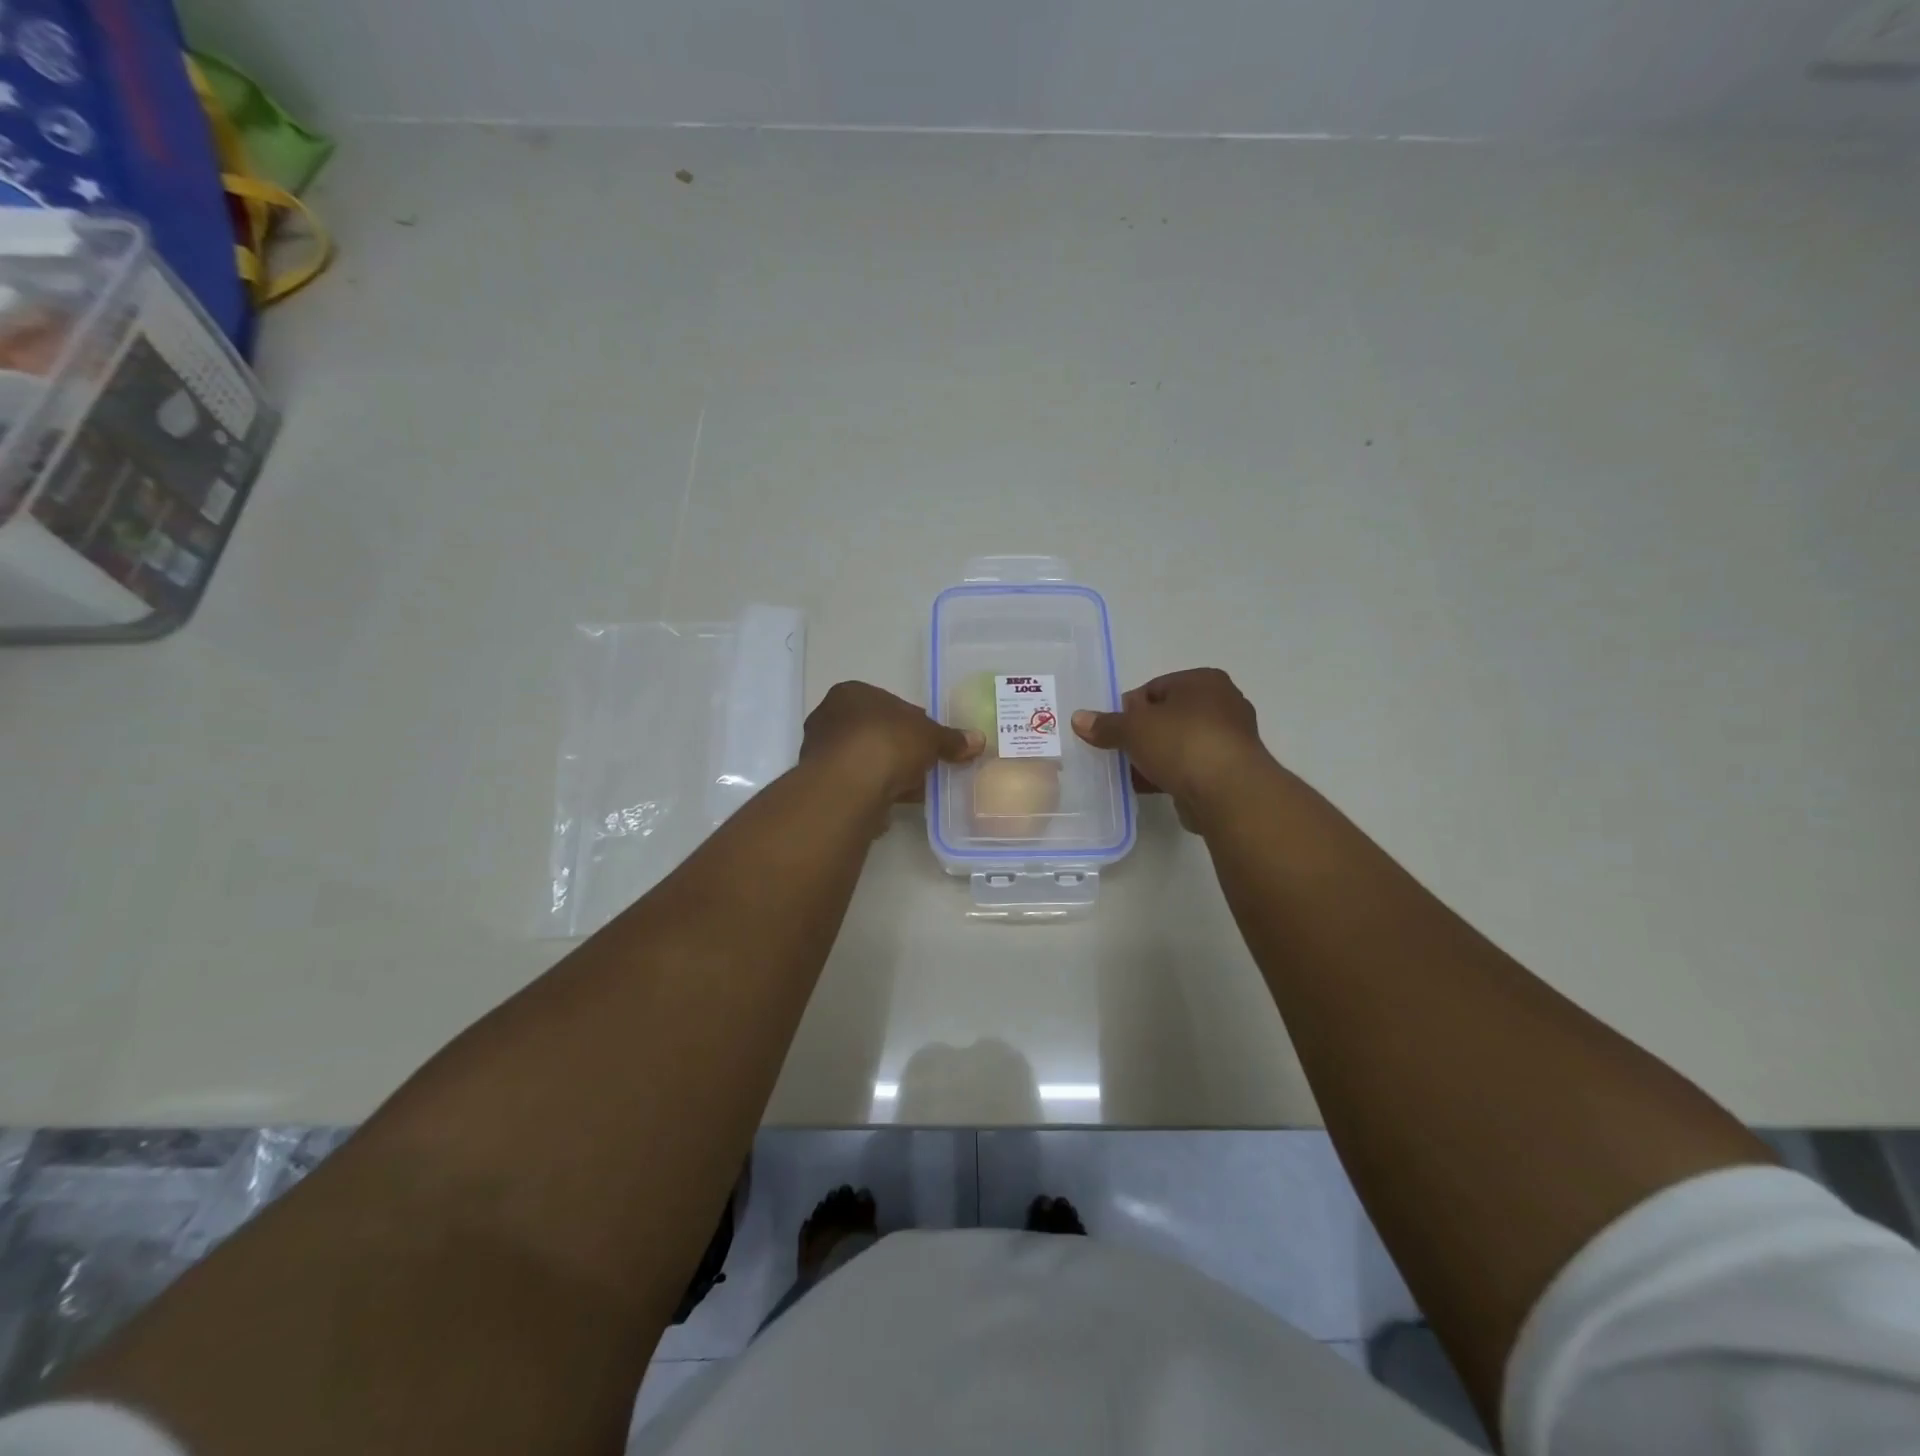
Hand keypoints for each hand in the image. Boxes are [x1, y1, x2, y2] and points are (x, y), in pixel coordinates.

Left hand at [802, 681, 983, 805]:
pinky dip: (875, 791)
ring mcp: (822, 753)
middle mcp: (829, 717)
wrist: (847, 786)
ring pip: (865, 760)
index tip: (931, 742)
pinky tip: (894, 802)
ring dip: (888, 773)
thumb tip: (978, 740)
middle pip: (875, 732)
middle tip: (925, 765)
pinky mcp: (822, 785)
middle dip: (900, 749)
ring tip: (915, 789)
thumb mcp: (929, 736)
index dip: (914, 722)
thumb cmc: (887, 742)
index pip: (889, 703)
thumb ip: (951, 739)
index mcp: (851, 693)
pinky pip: (857, 784)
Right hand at [1071, 668, 1271, 820]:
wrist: (1228, 792)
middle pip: (1169, 716)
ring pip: (1180, 744)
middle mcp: (1223, 704)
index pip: (1156, 688)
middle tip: (1119, 750)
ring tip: (1130, 772)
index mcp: (1203, 681)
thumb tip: (1079, 719)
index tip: (1114, 729)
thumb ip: (1106, 724)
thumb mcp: (1134, 728)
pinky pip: (1191, 767)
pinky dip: (1170, 775)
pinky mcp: (1230, 771)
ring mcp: (1230, 739)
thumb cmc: (1181, 742)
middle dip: (1143, 734)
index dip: (1130, 708)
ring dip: (1155, 757)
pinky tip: (1149, 787)